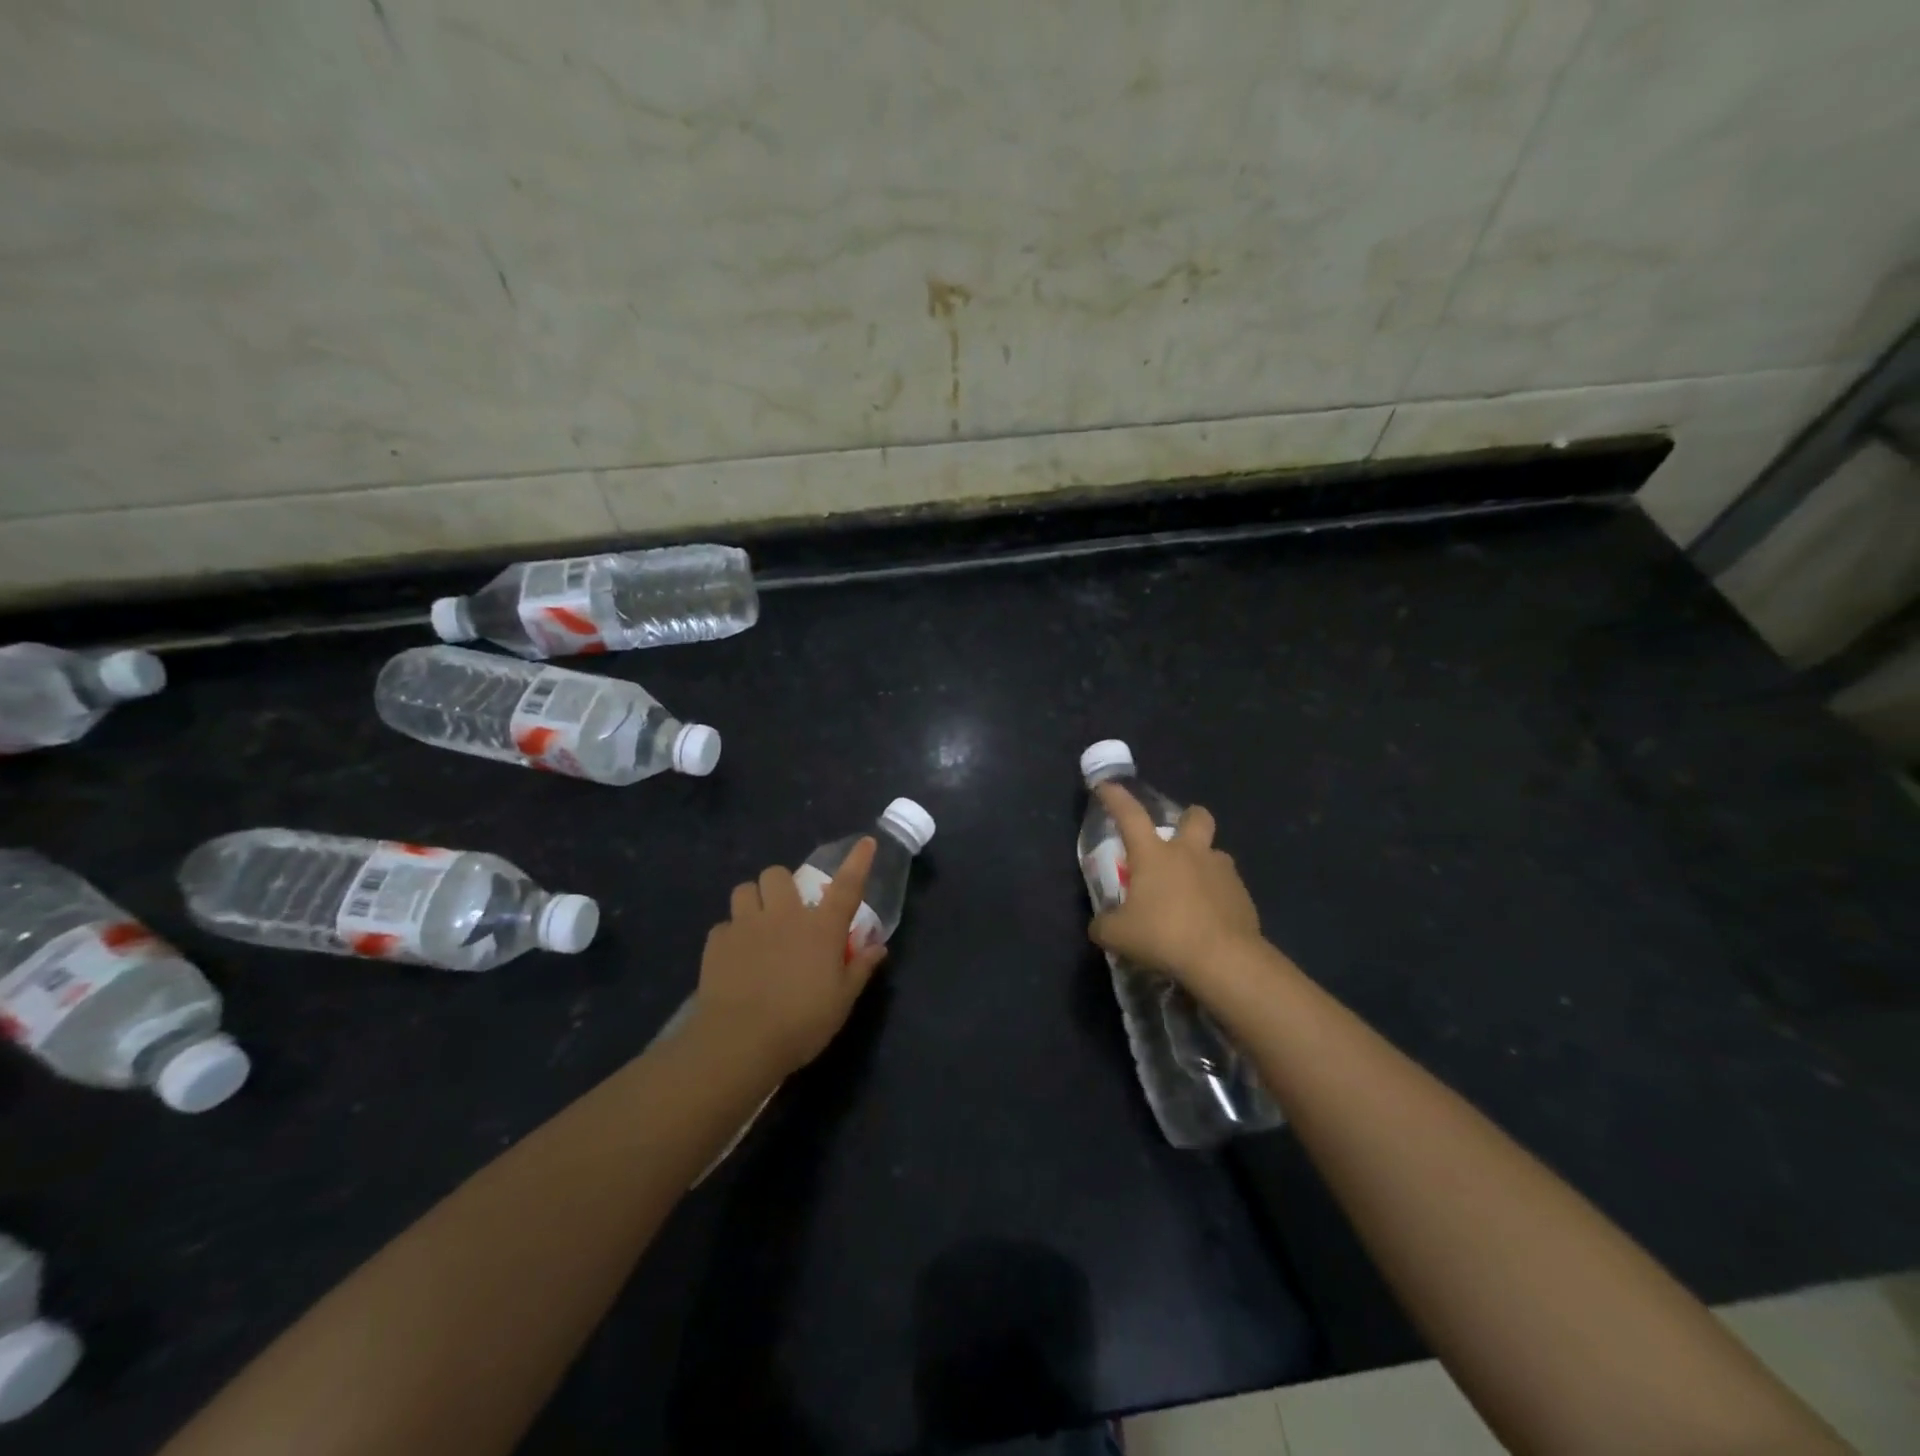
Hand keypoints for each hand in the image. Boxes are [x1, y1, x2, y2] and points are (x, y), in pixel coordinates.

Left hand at [692, 838, 888, 1077]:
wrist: (740, 1042)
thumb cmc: (801, 1023)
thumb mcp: (841, 1002)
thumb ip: (860, 969)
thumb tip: (878, 947)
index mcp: (821, 928)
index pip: (847, 886)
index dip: (858, 861)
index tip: (866, 842)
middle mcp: (784, 916)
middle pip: (778, 875)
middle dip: (781, 886)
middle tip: (786, 911)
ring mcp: (746, 926)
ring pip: (744, 890)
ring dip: (753, 902)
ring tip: (756, 925)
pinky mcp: (717, 943)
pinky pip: (723, 925)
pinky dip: (731, 936)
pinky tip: (735, 958)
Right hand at [1089, 783, 1264, 989]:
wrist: (1224, 960)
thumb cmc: (1164, 936)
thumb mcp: (1117, 935)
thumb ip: (1104, 925)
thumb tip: (1100, 924)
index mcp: (1154, 854)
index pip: (1129, 815)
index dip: (1116, 798)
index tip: (1106, 786)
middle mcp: (1190, 853)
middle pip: (1195, 817)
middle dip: (1187, 819)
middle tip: (1176, 840)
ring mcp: (1221, 872)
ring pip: (1215, 854)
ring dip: (1203, 865)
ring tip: (1191, 891)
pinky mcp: (1243, 896)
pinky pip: (1227, 886)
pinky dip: (1216, 896)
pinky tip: (1209, 919)